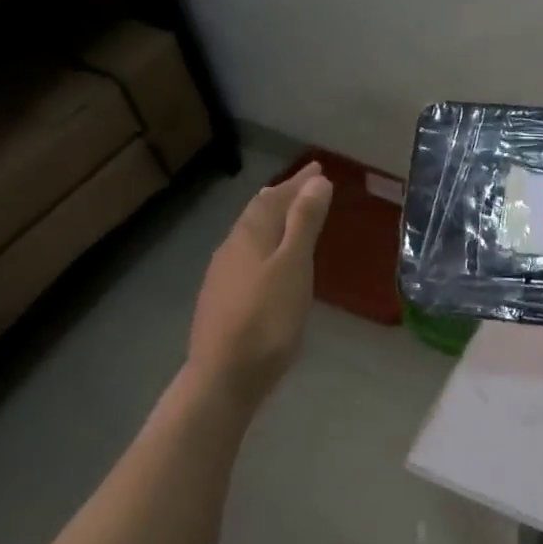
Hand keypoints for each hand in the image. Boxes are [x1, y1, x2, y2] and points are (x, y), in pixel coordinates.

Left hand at [187, 161, 332, 400]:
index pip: (273, 197)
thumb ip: (304, 223)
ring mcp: (224, 275)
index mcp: (250, 236)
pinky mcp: (224, 299)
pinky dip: (267, 244)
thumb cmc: (268, 318)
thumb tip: (317, 182)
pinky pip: (248, 255)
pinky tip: (272, 260)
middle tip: (307, 186)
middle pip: (258, 213)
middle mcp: (232, 249)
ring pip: (251, 234)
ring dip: (273, 219)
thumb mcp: (294, 265)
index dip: (297, 182)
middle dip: (284, 196)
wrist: (226, 374)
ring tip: (291, 215)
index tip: (318, 169)